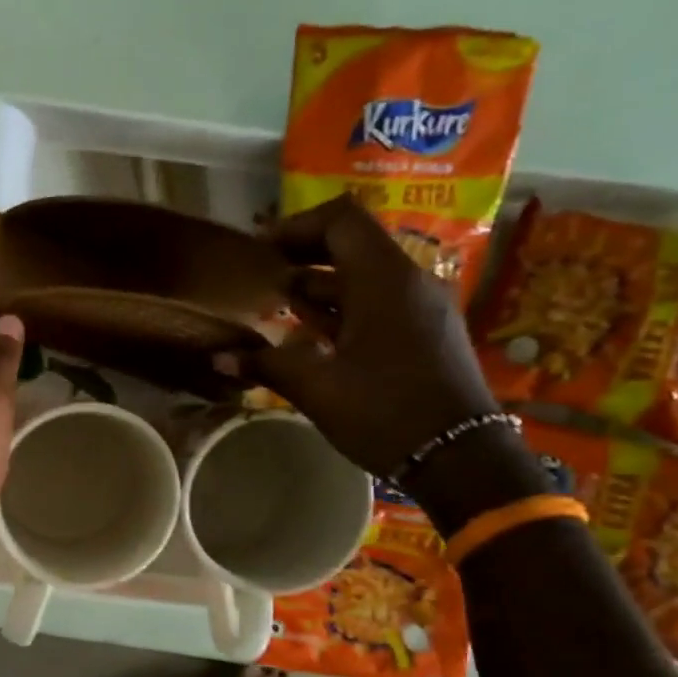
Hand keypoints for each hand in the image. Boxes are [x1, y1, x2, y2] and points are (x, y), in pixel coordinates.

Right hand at [216, 195, 499, 478]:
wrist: (459, 456)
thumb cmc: (384, 411)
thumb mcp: (317, 388)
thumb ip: (267, 364)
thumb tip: (218, 356)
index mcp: (384, 280)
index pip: (341, 220)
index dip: (297, 226)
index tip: (261, 250)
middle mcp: (408, 282)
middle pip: (352, 245)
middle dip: (303, 256)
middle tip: (262, 277)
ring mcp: (421, 308)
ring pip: (365, 278)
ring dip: (320, 286)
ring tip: (277, 306)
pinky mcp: (425, 333)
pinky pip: (379, 303)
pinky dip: (342, 309)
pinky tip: (312, 336)